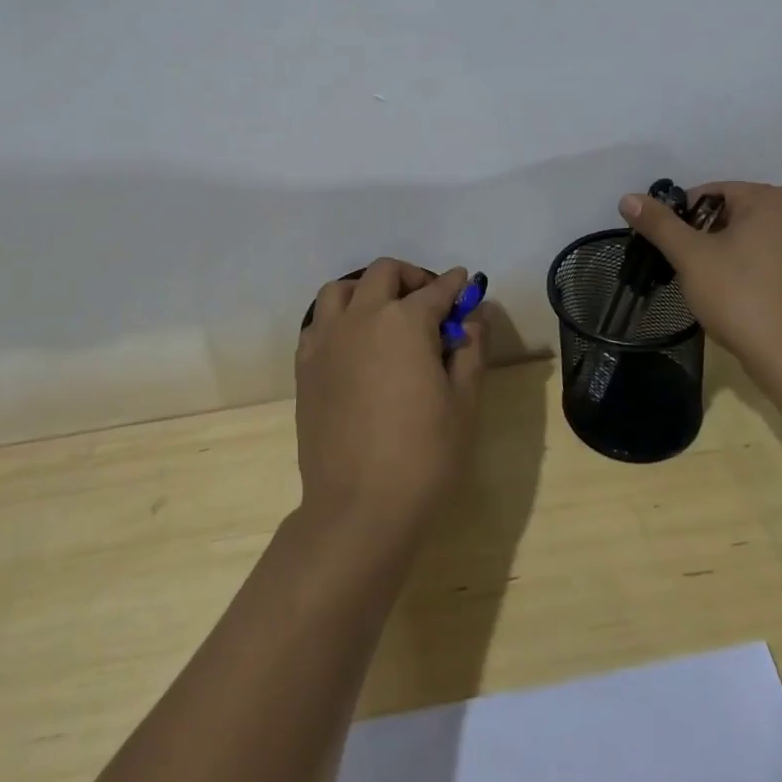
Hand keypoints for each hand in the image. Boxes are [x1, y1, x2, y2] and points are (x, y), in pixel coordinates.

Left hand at [295, 259, 484, 551]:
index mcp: (404, 321)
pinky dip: (339, 317)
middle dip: (411, 277)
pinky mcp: (306, 365)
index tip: (465, 283)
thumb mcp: (464, 402)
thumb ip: (471, 348)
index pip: (436, 289)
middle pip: (384, 273)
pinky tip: (354, 343)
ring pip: (342, 289)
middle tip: (429, 301)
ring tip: (384, 313)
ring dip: (367, 289)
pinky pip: (319, 321)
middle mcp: (361, 317)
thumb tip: (476, 314)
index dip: (455, 285)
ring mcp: (327, 339)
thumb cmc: (424, 456)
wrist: (358, 508)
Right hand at [619, 182, 781, 380]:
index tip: (672, 245)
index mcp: (772, 200)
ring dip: (748, 257)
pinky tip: (771, 302)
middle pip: (743, 217)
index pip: (715, 193)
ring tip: (725, 288)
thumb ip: (660, 224)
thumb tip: (629, 198)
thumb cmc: (740, 296)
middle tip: (693, 268)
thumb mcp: (689, 257)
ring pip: (771, 245)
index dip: (686, 217)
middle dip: (716, 237)